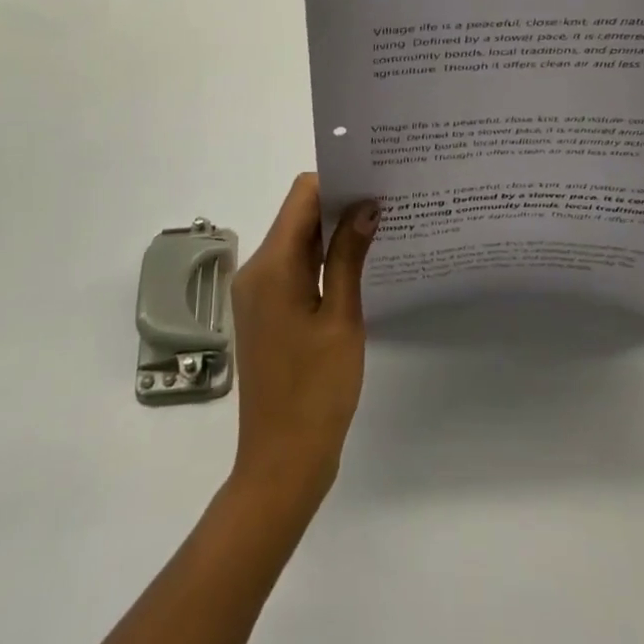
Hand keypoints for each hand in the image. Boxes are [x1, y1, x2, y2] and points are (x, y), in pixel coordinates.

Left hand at [229, 174, 377, 509]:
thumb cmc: (316, 391)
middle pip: (298, 215)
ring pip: (297, 241)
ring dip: (332, 232)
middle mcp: (256, 270)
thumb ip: (350, 256)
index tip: (374, 180)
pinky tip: (357, 264)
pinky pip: (294, 267)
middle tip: (386, 201)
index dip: (336, 181)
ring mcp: (257, 292)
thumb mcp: (342, 319)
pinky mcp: (265, 311)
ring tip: (380, 227)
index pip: (302, 196)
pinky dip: (322, 259)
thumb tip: (365, 205)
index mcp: (272, 265)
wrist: (282, 463)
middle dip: (339, 204)